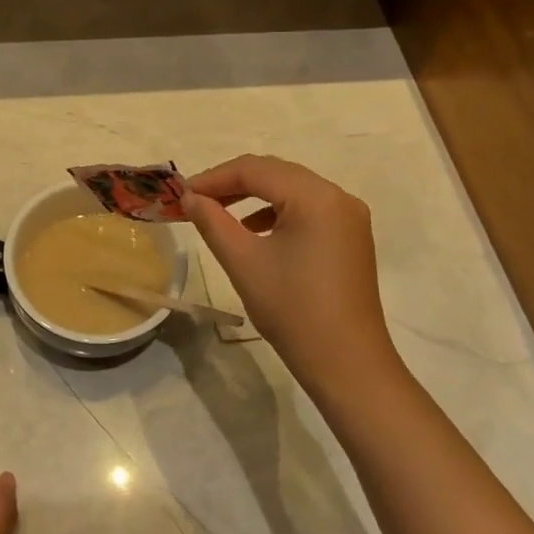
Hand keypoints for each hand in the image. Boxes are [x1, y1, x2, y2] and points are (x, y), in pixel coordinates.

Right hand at [184, 155, 405, 398]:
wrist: (347, 364)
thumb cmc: (293, 309)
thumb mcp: (244, 262)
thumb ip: (212, 221)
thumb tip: (189, 197)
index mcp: (315, 197)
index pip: (255, 169)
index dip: (214, 177)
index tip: (182, 194)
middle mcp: (338, 196)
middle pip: (276, 173)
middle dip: (233, 183)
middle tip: (196, 200)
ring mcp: (349, 217)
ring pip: (292, 190)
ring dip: (254, 196)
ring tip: (219, 214)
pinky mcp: (350, 237)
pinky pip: (308, 210)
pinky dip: (276, 213)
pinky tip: (254, 232)